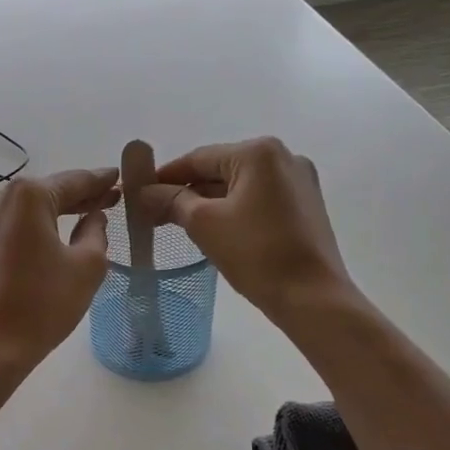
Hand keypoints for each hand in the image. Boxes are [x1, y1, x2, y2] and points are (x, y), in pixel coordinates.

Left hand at [0, 169, 119, 380]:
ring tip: (77, 221)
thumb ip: (97, 232)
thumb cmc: (42, 306)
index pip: (74, 181)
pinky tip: (41, 243)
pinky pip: (4, 230)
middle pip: (46, 193)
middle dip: (77, 198)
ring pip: (22, 212)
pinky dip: (26, 232)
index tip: (118, 178)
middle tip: (107, 201)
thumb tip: (94, 217)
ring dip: (50, 215)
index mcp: (28, 197)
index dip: (100, 181)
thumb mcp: (87, 267)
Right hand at [137, 138, 356, 325]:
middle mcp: (284, 157)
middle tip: (154, 214)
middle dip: (187, 191)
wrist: (311, 297)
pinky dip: (233, 210)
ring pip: (239, 186)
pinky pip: (258, 200)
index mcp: (259, 152)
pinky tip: (215, 230)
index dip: (165, 176)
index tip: (138, 194)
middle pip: (220, 169)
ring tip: (179, 225)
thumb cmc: (256, 254)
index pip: (199, 158)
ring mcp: (299, 182)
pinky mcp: (305, 206)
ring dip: (208, 202)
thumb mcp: (204, 224)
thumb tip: (144, 192)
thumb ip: (171, 201)